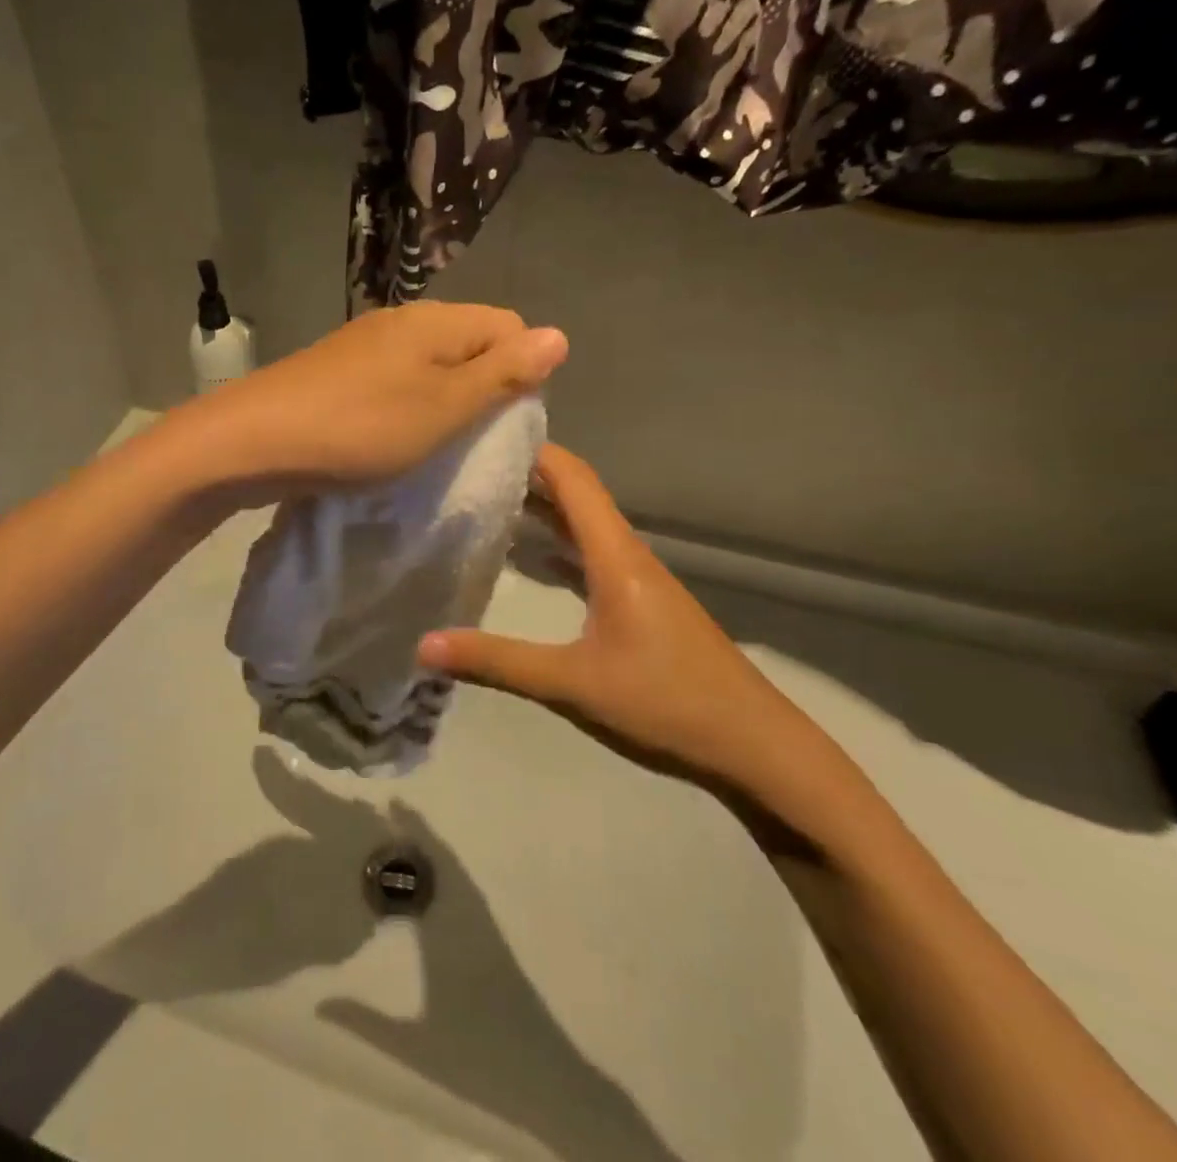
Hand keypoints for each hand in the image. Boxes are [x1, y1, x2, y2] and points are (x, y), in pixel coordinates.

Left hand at [182, 303, 567, 497]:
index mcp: (436, 321)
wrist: (254, 440)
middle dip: (484, 387)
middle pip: (470, 342)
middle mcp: (403, 320)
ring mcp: (365, 344)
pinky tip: (391, 438)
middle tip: (471, 439)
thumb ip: (502, 373)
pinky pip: (395, 381)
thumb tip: (560, 335)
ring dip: (444, 401)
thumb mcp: (444, 407)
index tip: (505, 420)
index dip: (522, 369)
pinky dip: (407, 406)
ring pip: (430, 364)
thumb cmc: (361, 428)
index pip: (510, 325)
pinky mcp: (338, 370)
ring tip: (433, 444)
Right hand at [418, 444, 808, 791]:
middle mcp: (627, 554)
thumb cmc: (666, 701)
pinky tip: (529, 558)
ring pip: (584, 525)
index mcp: (615, 555)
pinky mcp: (641, 603)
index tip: (487, 432)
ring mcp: (637, 579)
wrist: (753, 745)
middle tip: (470, 464)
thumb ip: (497, 662)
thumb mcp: (573, 683)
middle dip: (528, 473)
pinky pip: (591, 555)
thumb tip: (423, 645)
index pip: (573, 479)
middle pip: (576, 495)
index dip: (535, 449)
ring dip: (542, 508)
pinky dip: (557, 544)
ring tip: (488, 499)